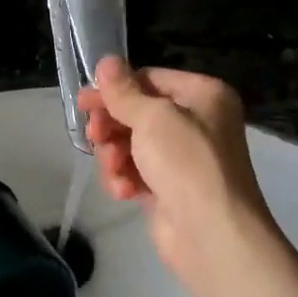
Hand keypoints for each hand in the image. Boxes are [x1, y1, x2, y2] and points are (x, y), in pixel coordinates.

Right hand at [78, 58, 276, 289]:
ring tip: (116, 170)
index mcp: (203, 95)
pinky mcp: (170, 188)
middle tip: (95, 136)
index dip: (115, 90)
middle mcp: (196, 122)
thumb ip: (123, 91)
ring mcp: (183, 158)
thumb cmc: (186, 163)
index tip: (84, 102)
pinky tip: (124, 191)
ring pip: (131, 144)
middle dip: (112, 127)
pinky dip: (126, 179)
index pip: (149, 79)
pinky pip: (136, 172)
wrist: (212, 235)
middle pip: (137, 112)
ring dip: (115, 156)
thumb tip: (106, 61)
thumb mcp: (152, 118)